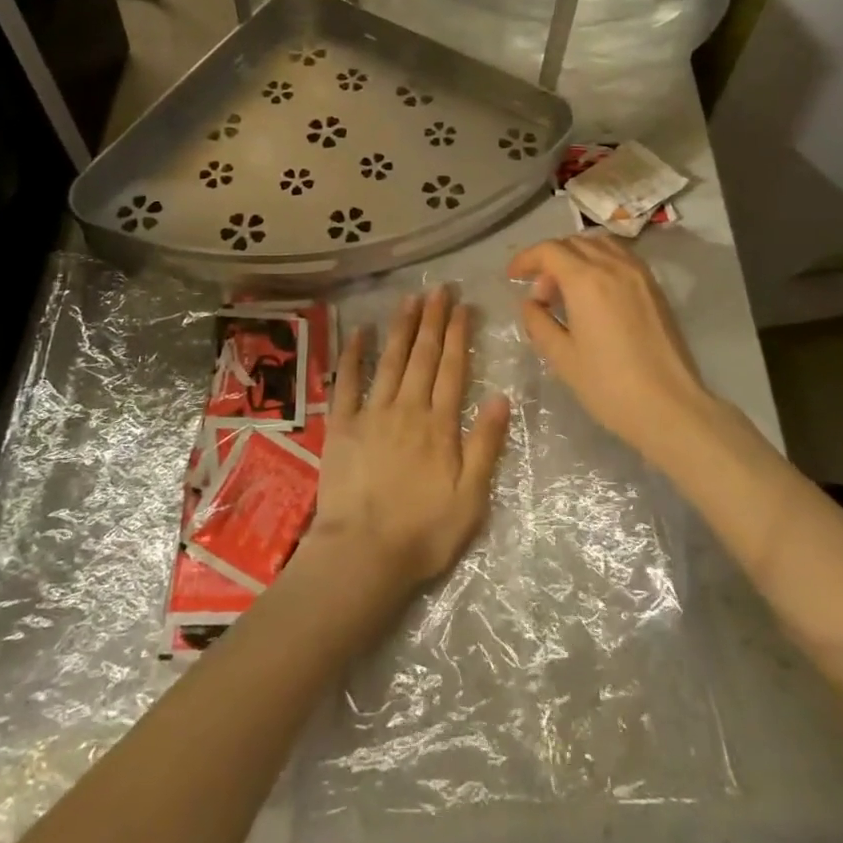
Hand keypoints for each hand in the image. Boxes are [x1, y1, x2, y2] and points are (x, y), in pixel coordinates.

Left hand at [309, 286, 510, 589]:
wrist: (363, 554)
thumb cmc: (423, 532)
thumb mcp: (471, 497)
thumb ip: (485, 445)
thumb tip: (501, 397)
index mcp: (439, 424)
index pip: (453, 368)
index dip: (459, 335)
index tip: (464, 306)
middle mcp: (407, 408)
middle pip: (423, 356)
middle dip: (433, 320)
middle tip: (439, 289)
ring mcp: (372, 413)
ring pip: (391, 360)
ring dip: (402, 327)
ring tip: (410, 299)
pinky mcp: (341, 425)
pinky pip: (347, 382)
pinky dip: (353, 354)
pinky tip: (359, 331)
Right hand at [507, 235, 730, 465]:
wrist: (669, 407)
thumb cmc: (609, 385)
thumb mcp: (562, 357)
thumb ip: (539, 323)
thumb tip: (531, 304)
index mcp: (586, 280)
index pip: (549, 251)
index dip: (526, 259)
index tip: (512, 276)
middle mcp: (613, 266)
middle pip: (573, 243)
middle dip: (549, 260)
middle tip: (540, 293)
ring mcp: (639, 274)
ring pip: (600, 244)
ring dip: (576, 255)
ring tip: (567, 287)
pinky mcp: (655, 287)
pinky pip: (621, 257)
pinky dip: (600, 261)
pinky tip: (595, 292)